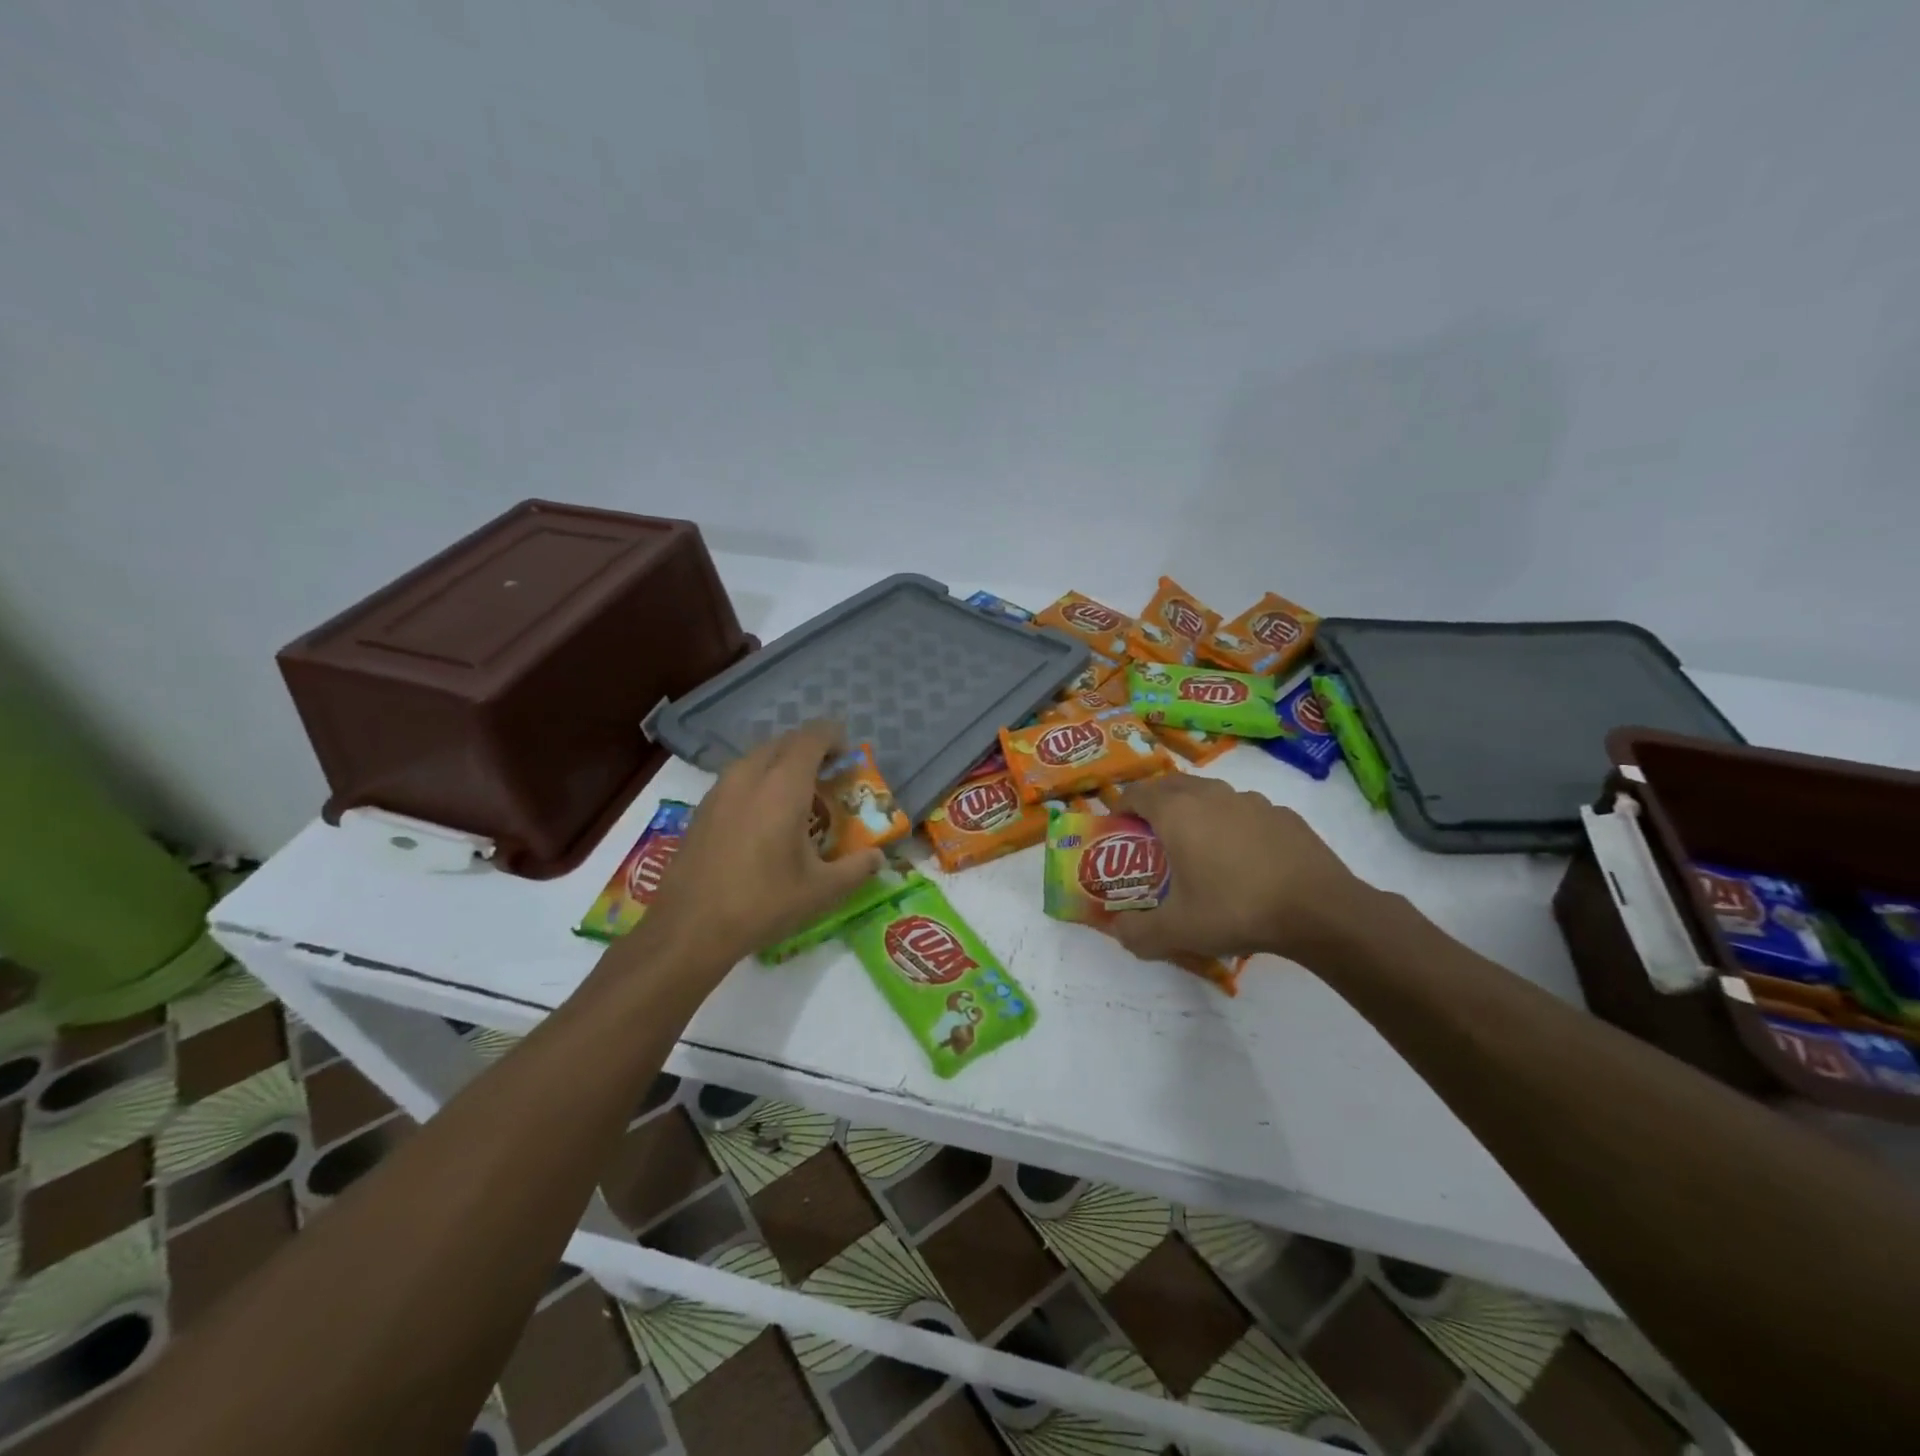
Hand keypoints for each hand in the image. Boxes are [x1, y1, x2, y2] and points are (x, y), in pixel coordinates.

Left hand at [617, 722, 885, 975]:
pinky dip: (758, 780)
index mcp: (783, 786)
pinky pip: (737, 777)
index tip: (848, 754)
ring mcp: (720, 790)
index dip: (833, 737)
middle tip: (828, 774)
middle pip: (783, 742)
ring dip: (781, 763)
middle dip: (809, 749)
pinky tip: (765, 817)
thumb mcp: (822, 891)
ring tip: (799, 793)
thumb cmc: (763, 903)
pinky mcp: (702, 808)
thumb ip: (857, 868)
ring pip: (756, 757)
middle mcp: (749, 776)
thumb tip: (878, 857)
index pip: (811, 738)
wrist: (689, 928)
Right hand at [1106, 774, 1369, 965]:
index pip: (1137, 794)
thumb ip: (1137, 932)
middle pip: (1171, 785)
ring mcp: (1250, 801)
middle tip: (1150, 834)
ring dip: (1194, 809)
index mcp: (1177, 812)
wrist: (1319, 910)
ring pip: (1210, 794)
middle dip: (1154, 802)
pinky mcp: (1282, 814)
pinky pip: (1244, 811)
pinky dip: (1232, 824)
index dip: (1121, 807)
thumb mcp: (1177, 931)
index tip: (1118, 828)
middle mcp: (1211, 795)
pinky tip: (1242, 858)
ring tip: (1196, 845)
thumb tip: (1117, 931)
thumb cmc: (1236, 909)